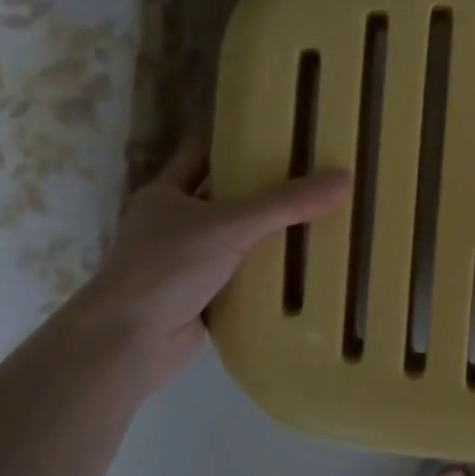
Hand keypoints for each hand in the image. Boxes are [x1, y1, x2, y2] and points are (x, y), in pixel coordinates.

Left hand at [82, 141, 349, 392]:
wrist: (130, 342)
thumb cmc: (168, 267)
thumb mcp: (232, 225)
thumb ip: (286, 204)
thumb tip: (344, 178)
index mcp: (166, 194)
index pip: (203, 153)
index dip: (235, 140)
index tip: (276, 132)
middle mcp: (172, 225)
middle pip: (223, 198)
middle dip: (262, 191)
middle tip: (310, 177)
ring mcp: (183, 264)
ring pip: (232, 241)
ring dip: (265, 236)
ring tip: (317, 219)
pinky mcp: (197, 299)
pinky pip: (238, 280)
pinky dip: (263, 277)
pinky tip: (300, 271)